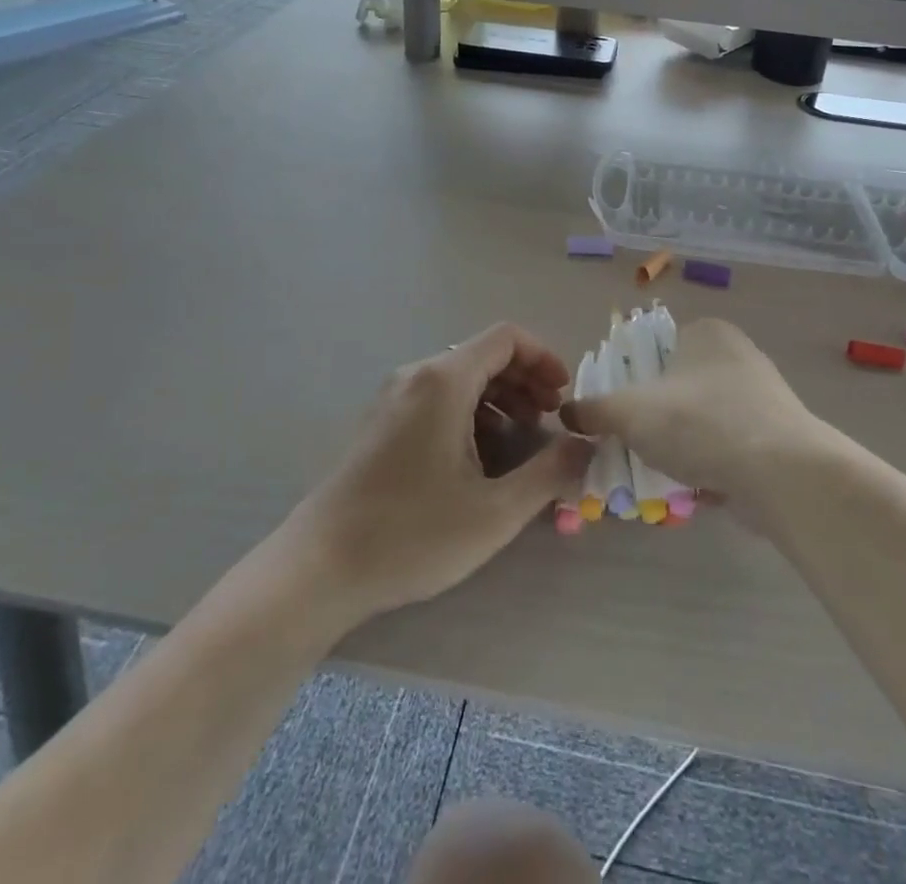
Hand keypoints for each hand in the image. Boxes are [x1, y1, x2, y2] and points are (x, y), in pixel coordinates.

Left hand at [283, 324, 591, 625]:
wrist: (318, 567)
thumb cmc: (411, 535)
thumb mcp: (495, 512)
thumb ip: (550, 473)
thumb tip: (587, 445)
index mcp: (444, 380)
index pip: (506, 338)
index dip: (543, 358)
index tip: (564, 396)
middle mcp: (417, 375)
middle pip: (483, 355)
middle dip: (525, 380)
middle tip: (550, 419)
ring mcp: (393, 397)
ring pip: (460, 377)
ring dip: (499, 397)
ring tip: (521, 438)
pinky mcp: (380, 422)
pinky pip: (437, 397)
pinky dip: (470, 411)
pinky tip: (478, 455)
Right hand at [561, 318, 830, 507]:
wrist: (783, 474)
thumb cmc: (700, 423)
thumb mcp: (631, 412)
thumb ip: (595, 409)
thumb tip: (568, 412)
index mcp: (706, 331)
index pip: (654, 346)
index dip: (628, 378)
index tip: (614, 412)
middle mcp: (737, 355)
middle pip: (676, 386)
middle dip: (653, 418)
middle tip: (630, 445)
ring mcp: (761, 396)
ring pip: (701, 419)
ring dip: (679, 444)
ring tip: (655, 472)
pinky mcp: (776, 437)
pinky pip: (727, 446)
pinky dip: (708, 463)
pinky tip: (692, 487)